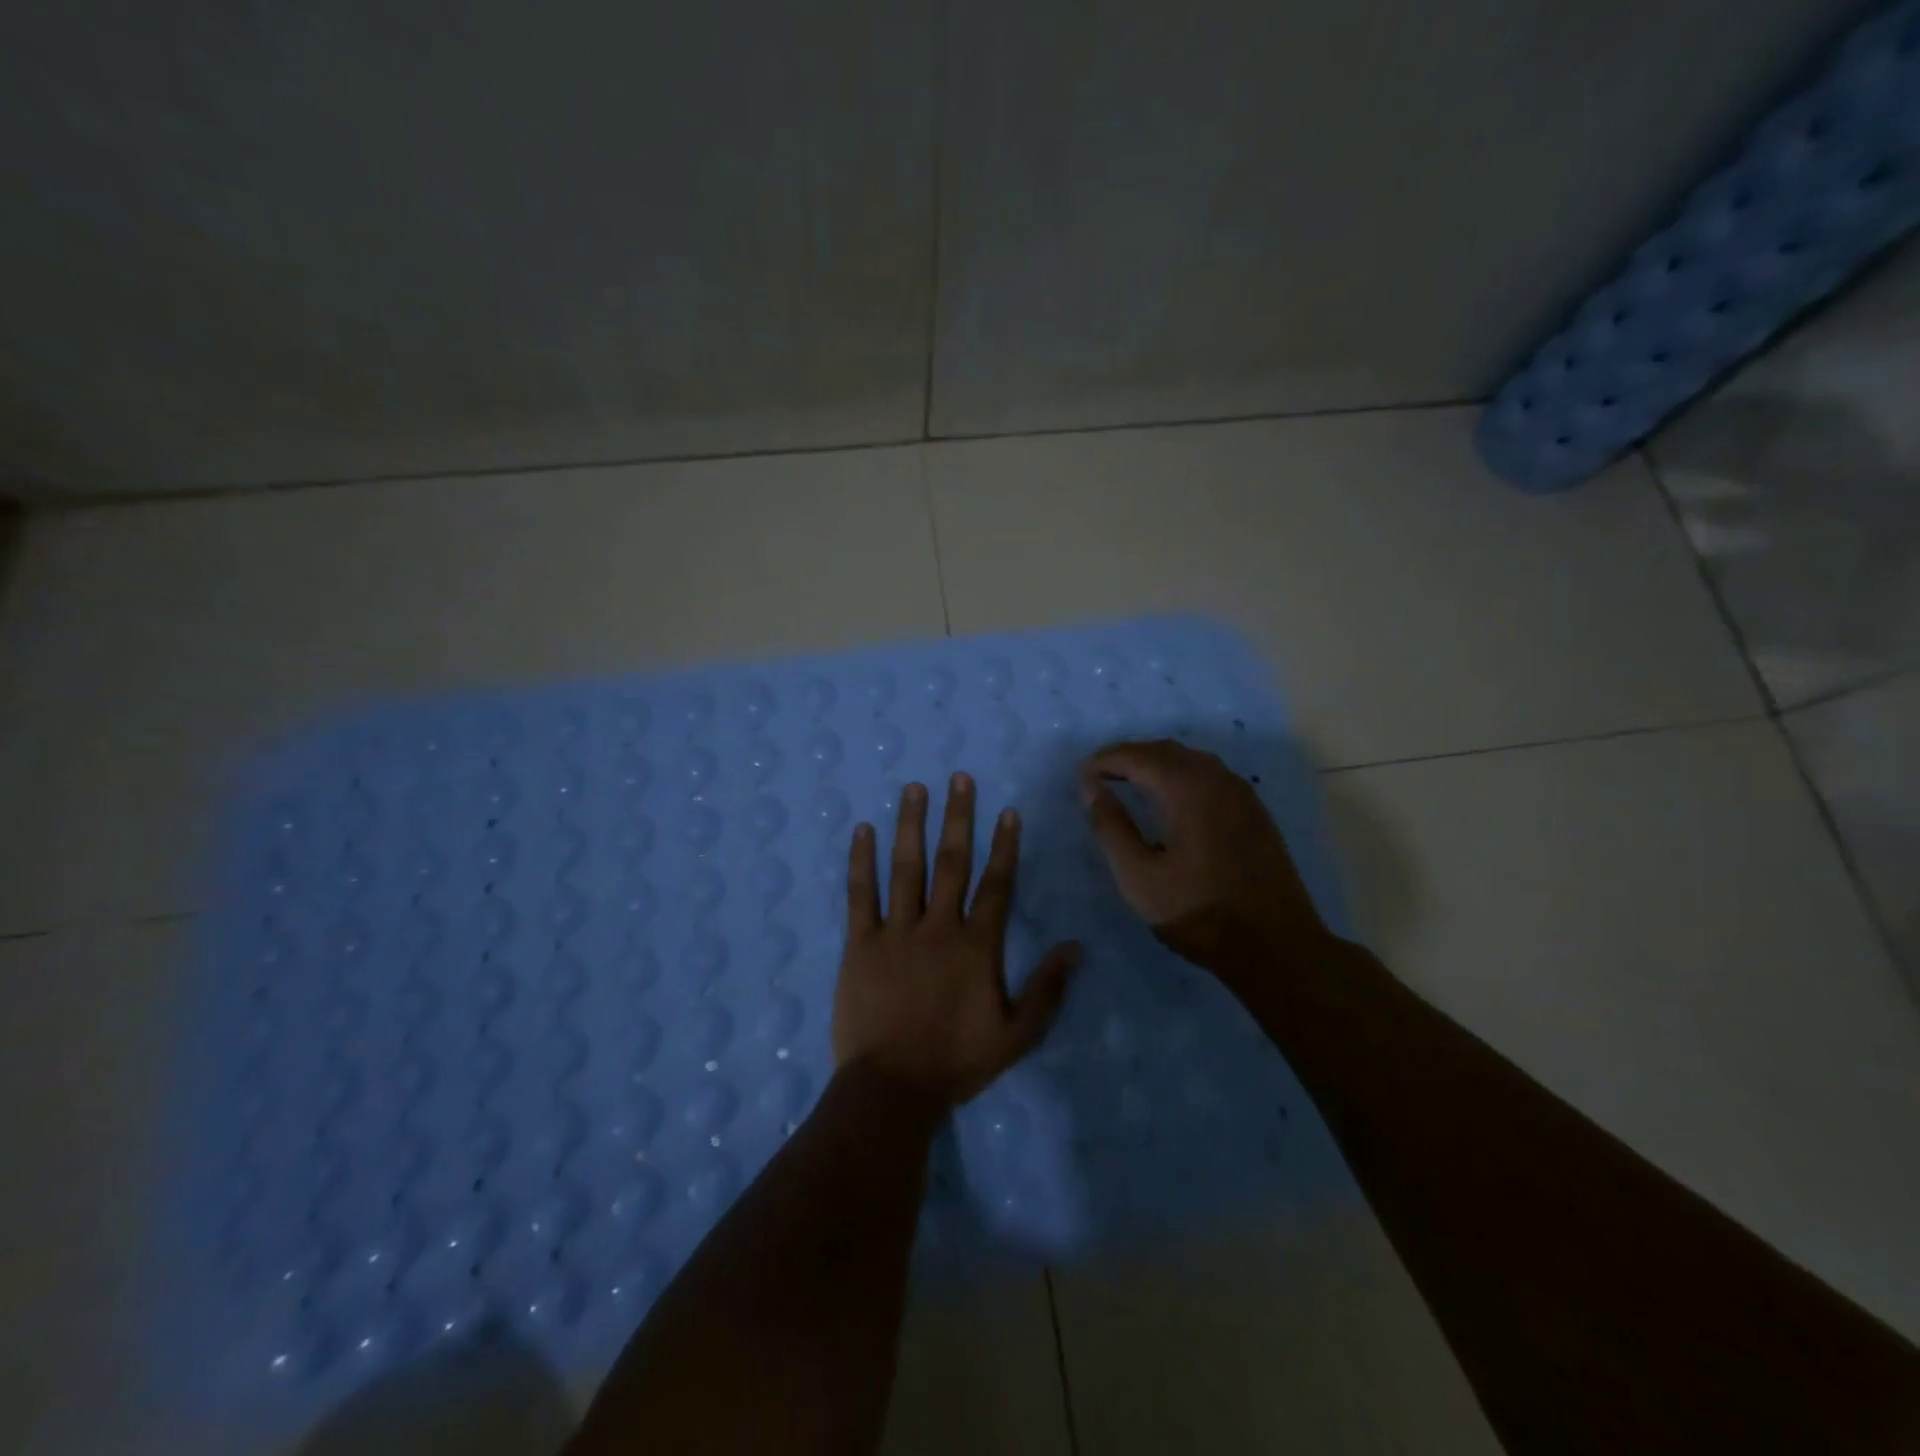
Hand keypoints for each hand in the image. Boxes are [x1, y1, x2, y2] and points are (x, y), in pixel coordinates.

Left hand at [833, 772, 1080, 1104]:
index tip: (1007, 811)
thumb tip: (1076, 946)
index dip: (1004, 846)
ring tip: (914, 788)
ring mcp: (896, 931)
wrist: (893, 1087)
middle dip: (957, 817)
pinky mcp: (860, 943)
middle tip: (959, 778)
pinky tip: (862, 830)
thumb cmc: (956, 1060)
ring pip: (906, 868)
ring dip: (911, 825)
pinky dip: (860, 861)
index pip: (996, 884)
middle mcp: (938, 926)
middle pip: (951, 862)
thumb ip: (1048, 988)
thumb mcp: (1017, 1034)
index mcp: (977, 944)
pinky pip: (860, 895)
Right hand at [1079, 739, 1332, 979]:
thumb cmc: (1199, 913)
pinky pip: (1210, 775)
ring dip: (1156, 763)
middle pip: (1165, 750)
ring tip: (1129, 783)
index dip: (1105, 761)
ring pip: (1191, 760)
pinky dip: (1181, 775)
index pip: (1138, 756)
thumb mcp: (1139, 877)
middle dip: (1129, 757)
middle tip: (1099, 776)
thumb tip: (1091, 788)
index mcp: (1188, 789)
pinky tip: (1171, 800)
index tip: (1081, 776)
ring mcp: (1242, 793)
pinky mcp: (1254, 811)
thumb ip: (1111, 828)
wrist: (1277, 946)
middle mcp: (1218, 779)